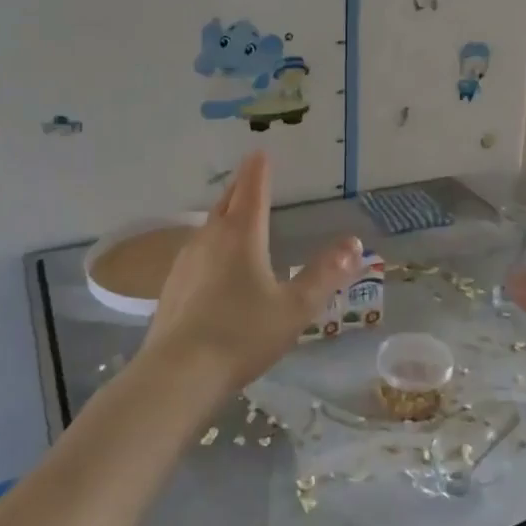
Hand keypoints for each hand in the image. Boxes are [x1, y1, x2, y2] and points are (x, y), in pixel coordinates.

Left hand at [139, 150, 361, 394]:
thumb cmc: (243, 334)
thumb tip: (353, 243)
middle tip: (249, 174)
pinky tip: (212, 261)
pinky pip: (196, 251)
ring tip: (234, 213)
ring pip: (208, 226)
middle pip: (226, 202)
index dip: (259, 171)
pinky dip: (210, 242)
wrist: (179, 374)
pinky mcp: (172, 286)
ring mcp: (186, 261)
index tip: (260, 152)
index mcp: (241, 236)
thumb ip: (325, 274)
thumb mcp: (295, 307)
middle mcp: (210, 239)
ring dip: (223, 213)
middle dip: (240, 186)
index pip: (253, 191)